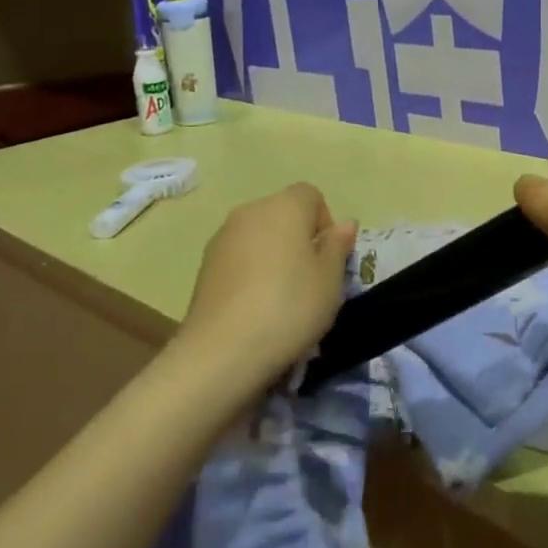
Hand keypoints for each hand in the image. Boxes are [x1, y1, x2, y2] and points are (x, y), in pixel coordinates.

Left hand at [176, 183, 355, 396]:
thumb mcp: (331, 279)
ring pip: (260, 237)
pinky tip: (255, 308)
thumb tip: (343, 224)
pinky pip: (239, 259)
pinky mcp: (204, 267)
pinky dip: (251, 274)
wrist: (221, 352)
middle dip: (299, 240)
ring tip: (281, 299)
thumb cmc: (290, 307)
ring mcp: (222, 239)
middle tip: (310, 281)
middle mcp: (250, 212)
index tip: (327, 259)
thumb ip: (338, 246)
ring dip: (274, 257)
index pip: (311, 196)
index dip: (324, 223)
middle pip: (283, 215)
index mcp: (284, 206)